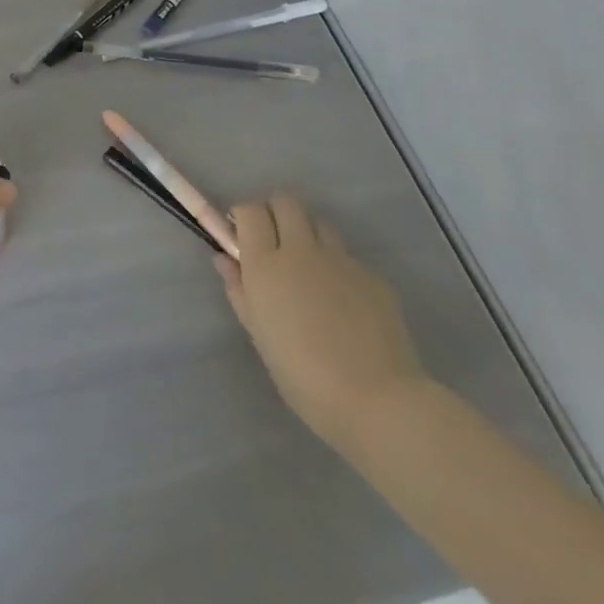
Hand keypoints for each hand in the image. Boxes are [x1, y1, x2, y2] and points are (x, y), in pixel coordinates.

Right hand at [215, 194, 428, 453]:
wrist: (378, 401)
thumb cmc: (303, 376)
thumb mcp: (258, 335)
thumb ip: (239, 290)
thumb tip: (225, 259)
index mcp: (266, 265)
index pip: (250, 211)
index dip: (244, 218)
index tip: (243, 238)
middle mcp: (301, 251)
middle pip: (286, 202)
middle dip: (275, 214)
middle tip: (273, 243)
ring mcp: (341, 261)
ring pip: (319, 223)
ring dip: (307, 234)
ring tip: (308, 267)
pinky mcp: (372, 276)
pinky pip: (347, 256)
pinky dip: (336, 266)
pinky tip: (341, 301)